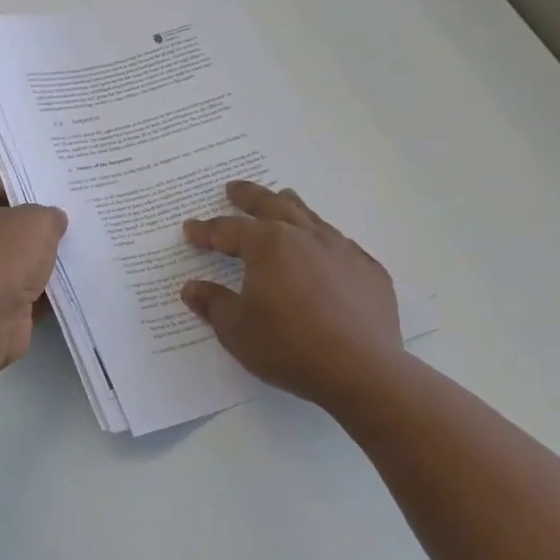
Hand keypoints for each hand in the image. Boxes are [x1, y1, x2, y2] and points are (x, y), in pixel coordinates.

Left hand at [0, 173, 68, 373]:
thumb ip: (49, 214)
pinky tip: (75, 281)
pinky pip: (23, 290)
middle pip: (5, 223)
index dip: (25, 183)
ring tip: (81, 247)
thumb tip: (52, 221)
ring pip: (16, 259)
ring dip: (43, 258)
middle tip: (75, 217)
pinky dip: (44, 289)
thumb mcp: (35, 221)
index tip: (57, 188)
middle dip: (38, 223)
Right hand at [181, 181, 402, 409]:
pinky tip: (322, 252)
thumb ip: (213, 303)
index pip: (228, 230)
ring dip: (289, 206)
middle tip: (233, 189)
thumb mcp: (236, 329)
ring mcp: (341, 250)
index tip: (190, 228)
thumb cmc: (287, 346)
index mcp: (267, 245)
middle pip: (272, 205)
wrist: (360, 370)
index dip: (206, 231)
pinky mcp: (368, 270)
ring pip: (310, 217)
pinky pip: (340, 245)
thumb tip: (192, 288)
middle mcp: (305, 236)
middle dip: (248, 196)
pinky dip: (322, 241)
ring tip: (281, 198)